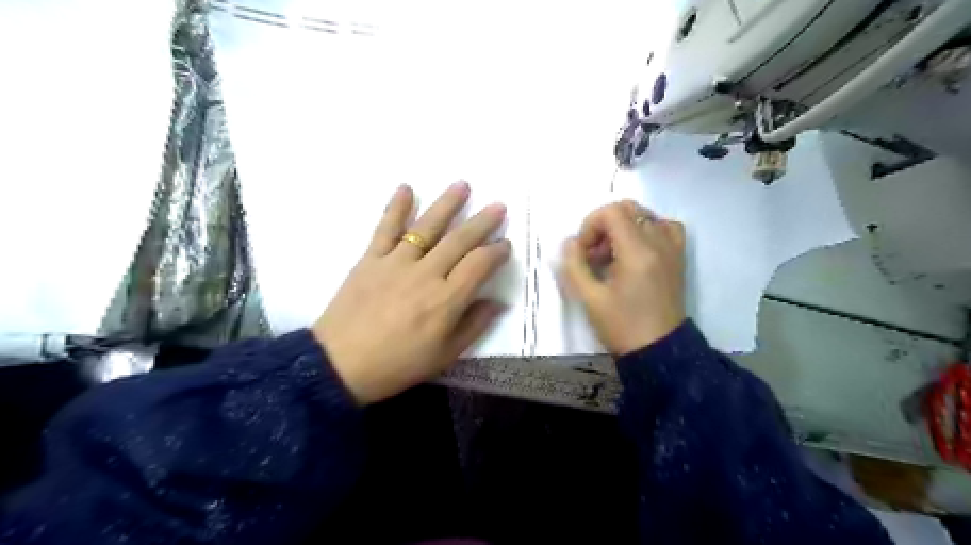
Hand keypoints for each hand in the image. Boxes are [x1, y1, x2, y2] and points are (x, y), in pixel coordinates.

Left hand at [312, 182, 509, 403]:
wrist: (340, 365)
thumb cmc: (398, 364)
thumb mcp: (445, 355)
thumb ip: (474, 326)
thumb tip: (497, 302)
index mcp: (446, 300)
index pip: (479, 265)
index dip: (497, 252)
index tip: (506, 244)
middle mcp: (425, 274)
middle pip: (459, 240)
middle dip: (482, 222)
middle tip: (498, 206)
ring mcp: (396, 262)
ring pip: (427, 227)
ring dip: (447, 204)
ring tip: (462, 185)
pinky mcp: (370, 259)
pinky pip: (385, 228)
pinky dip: (395, 207)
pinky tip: (406, 188)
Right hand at [558, 200, 684, 358]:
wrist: (659, 351)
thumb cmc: (622, 326)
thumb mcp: (589, 298)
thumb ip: (574, 265)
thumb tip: (570, 242)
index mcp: (637, 251)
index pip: (612, 212)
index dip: (590, 225)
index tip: (583, 252)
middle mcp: (658, 242)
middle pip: (628, 209)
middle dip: (604, 225)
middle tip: (594, 253)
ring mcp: (672, 248)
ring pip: (645, 216)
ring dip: (623, 227)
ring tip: (612, 255)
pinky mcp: (678, 258)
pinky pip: (666, 227)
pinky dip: (648, 230)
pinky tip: (637, 250)